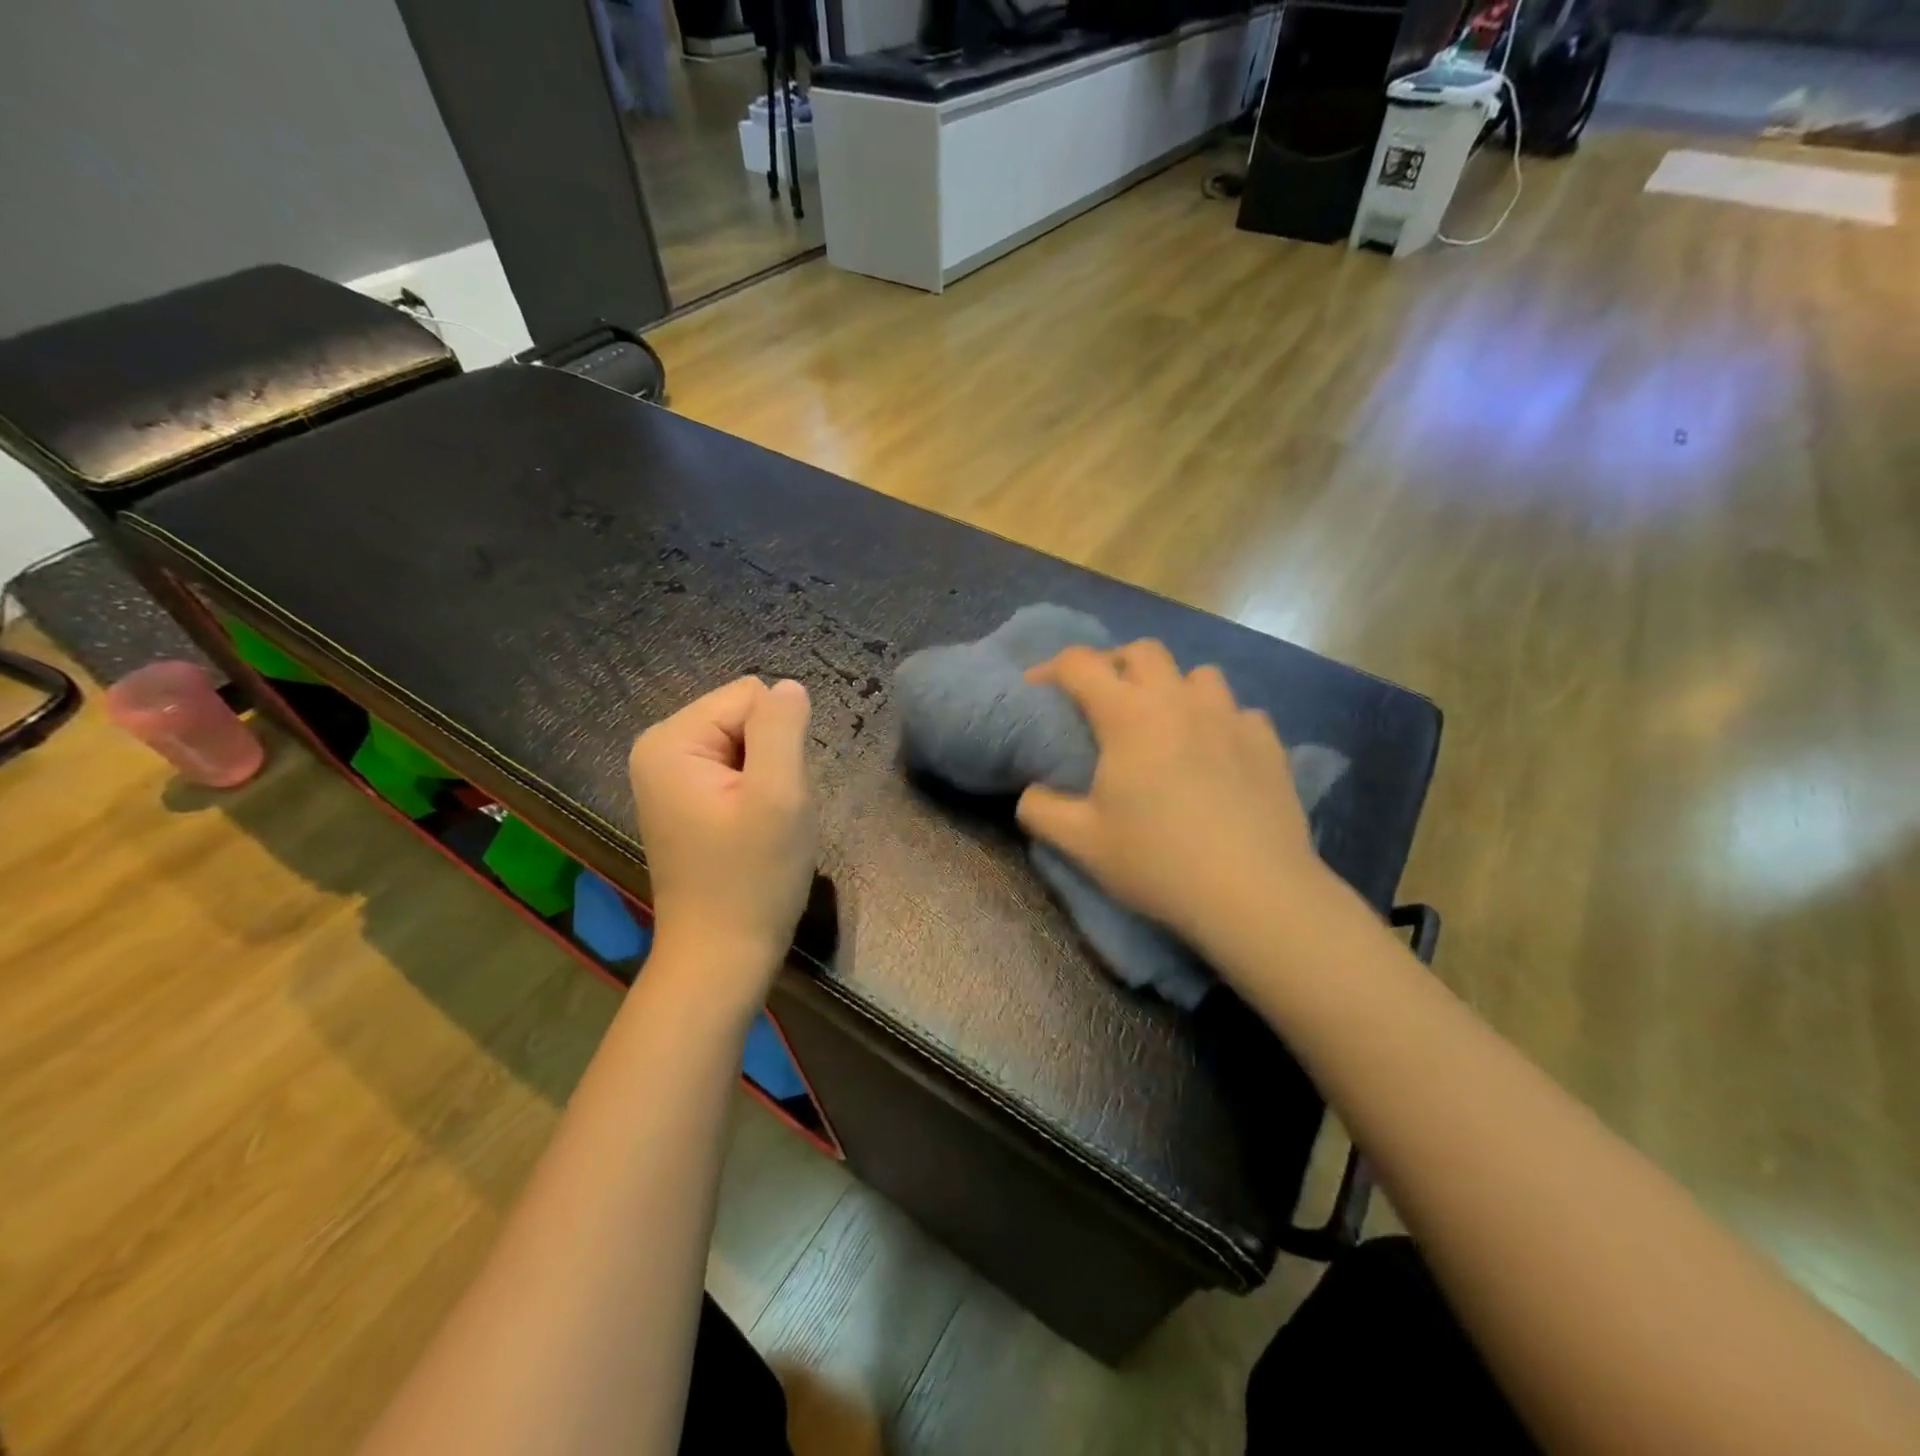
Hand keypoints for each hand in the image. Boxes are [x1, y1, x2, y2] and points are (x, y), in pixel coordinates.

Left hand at [628, 677, 816, 1000]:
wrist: (721, 956)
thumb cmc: (753, 879)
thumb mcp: (780, 796)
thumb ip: (783, 728)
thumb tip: (790, 686)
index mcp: (671, 740)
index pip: (752, 696)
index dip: (780, 740)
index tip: (773, 794)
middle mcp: (659, 748)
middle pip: (745, 716)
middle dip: (772, 758)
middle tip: (770, 813)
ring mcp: (668, 775)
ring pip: (747, 743)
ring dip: (768, 779)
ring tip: (761, 825)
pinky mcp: (683, 799)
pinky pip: (736, 768)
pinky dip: (755, 795)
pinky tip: (751, 832)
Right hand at [1017, 642, 1328, 953]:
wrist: (1253, 892)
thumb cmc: (1157, 861)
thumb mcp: (1081, 842)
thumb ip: (1041, 809)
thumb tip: (1031, 792)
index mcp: (1128, 715)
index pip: (1080, 665)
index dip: (1051, 668)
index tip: (1038, 689)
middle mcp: (1179, 700)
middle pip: (1143, 651)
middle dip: (1116, 664)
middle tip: (1105, 701)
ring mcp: (1230, 717)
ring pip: (1198, 675)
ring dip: (1174, 688)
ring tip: (1168, 724)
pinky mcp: (1268, 741)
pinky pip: (1239, 712)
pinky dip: (1220, 722)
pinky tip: (1218, 755)